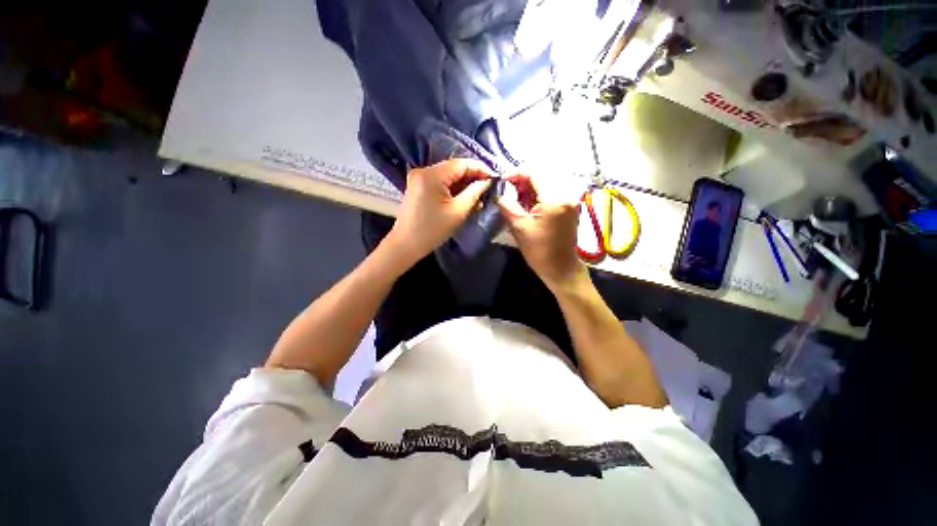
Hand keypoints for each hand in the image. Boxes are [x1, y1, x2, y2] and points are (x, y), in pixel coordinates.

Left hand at [386, 159, 492, 262]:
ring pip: (448, 176)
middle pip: (454, 168)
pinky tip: (463, 198)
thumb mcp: (458, 212)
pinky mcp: (418, 187)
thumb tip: (487, 182)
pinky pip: (440, 183)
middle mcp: (423, 171)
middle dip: (472, 177)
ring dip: (463, 184)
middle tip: (488, 189)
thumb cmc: (432, 230)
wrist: (405, 245)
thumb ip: (475, 193)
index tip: (494, 179)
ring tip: (478, 196)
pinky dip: (453, 189)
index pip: (461, 164)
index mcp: (431, 175)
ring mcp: (418, 178)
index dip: (480, 169)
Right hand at [498, 174, 587, 292]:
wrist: (560, 268)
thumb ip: (507, 206)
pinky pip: (552, 192)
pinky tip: (527, 203)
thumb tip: (499, 194)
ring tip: (515, 198)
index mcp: (555, 199)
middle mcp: (567, 194)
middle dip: (522, 181)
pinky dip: (538, 194)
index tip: (503, 181)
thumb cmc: (539, 250)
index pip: (535, 173)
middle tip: (508, 191)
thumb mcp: (519, 227)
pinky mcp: (569, 207)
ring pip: (547, 184)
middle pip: (542, 176)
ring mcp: (570, 200)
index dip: (516, 173)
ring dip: (530, 188)